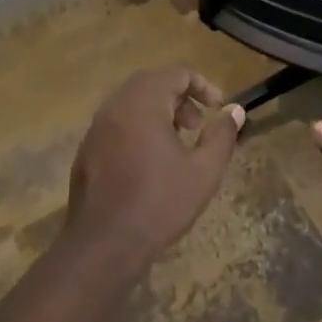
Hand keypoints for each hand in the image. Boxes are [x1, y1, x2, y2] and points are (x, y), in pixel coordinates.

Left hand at [65, 67, 243, 278]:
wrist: (103, 247)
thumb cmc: (159, 204)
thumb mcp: (204, 171)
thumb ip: (222, 135)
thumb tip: (235, 110)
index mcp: (142, 104)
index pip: (175, 74)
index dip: (202, 85)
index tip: (218, 108)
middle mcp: (115, 107)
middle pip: (151, 83)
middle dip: (180, 97)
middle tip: (198, 124)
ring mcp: (96, 129)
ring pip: (132, 103)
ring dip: (159, 112)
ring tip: (178, 143)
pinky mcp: (86, 151)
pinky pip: (117, 124)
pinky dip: (139, 128)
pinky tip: (151, 162)